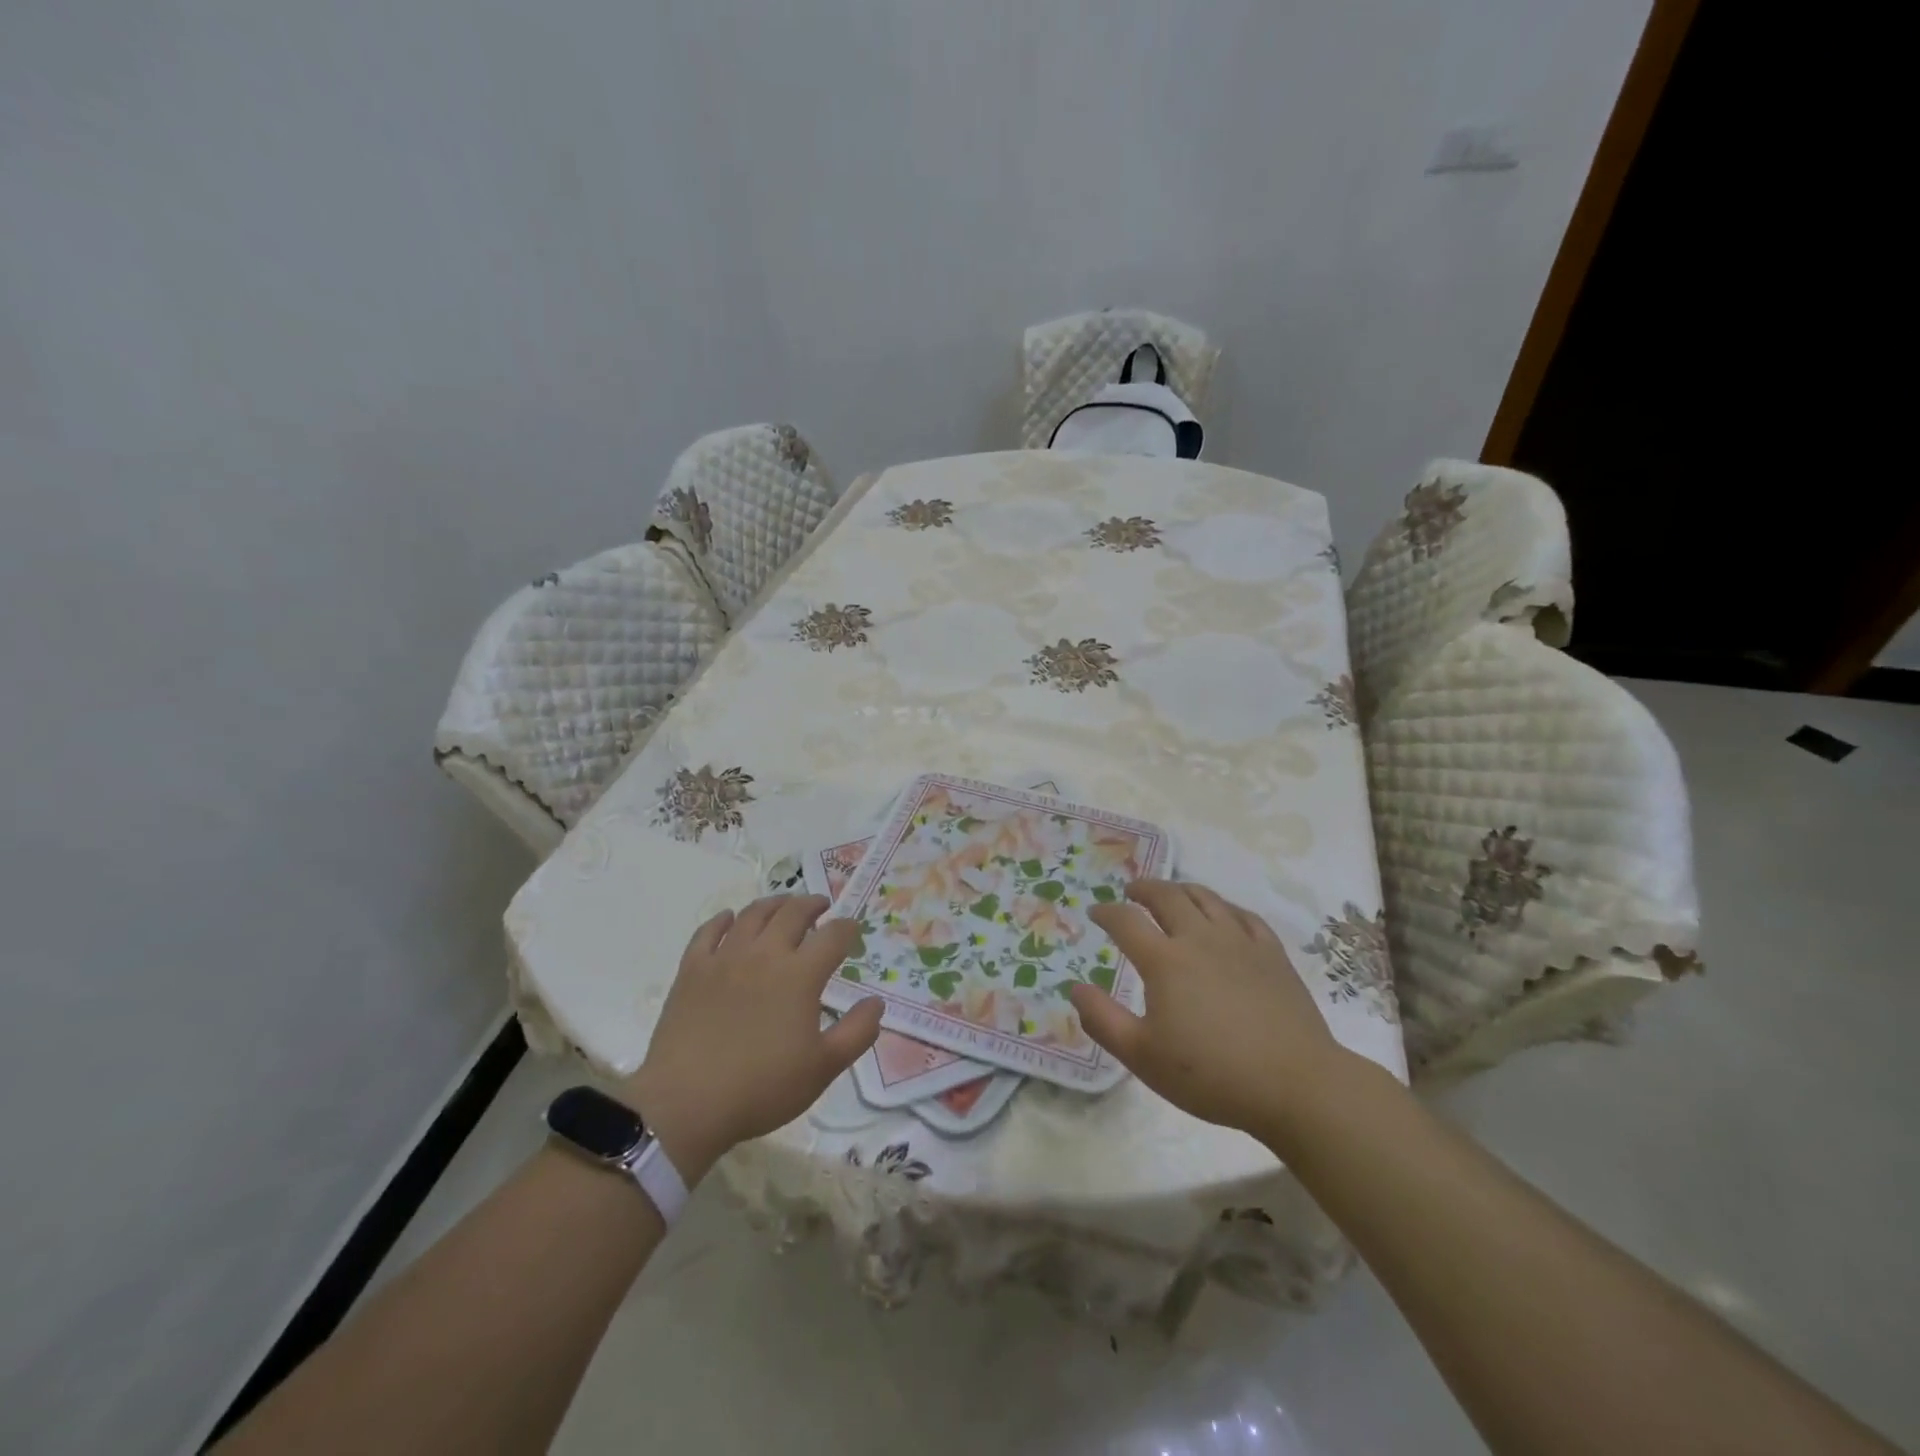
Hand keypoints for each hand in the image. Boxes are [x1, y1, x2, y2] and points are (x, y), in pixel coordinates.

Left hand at [622, 896, 882, 1179]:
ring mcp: (725, 958)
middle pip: (793, 913)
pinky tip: (729, 920)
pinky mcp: (692, 969)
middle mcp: (765, 954)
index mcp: (800, 975)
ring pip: (753, 915)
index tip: (853, 929)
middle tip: (821, 907)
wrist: (686, 1103)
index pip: (832, 936)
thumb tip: (876, 1002)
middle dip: (812, 905)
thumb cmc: (762, 1088)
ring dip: (774, 904)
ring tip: (783, 906)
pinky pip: (708, 932)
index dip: (847, 928)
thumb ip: (857, 1032)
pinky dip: (723, 920)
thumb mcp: (823, 1068)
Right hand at [1070, 880, 1349, 1139]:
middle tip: (1131, 891)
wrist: (1295, 1084)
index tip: (1096, 912)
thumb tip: (1075, 988)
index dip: (1107, 912)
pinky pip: (1243, 915)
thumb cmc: (1211, 1074)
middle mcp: (1200, 938)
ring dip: (1181, 890)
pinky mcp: (1272, 954)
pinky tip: (1223, 915)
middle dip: (1144, 888)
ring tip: (1172, 893)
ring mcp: (1240, 942)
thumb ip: (1103, 1020)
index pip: (1126, 921)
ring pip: (1206, 898)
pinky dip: (1224, 907)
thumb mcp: (1143, 1056)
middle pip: (1167, 896)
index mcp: (1165, 960)